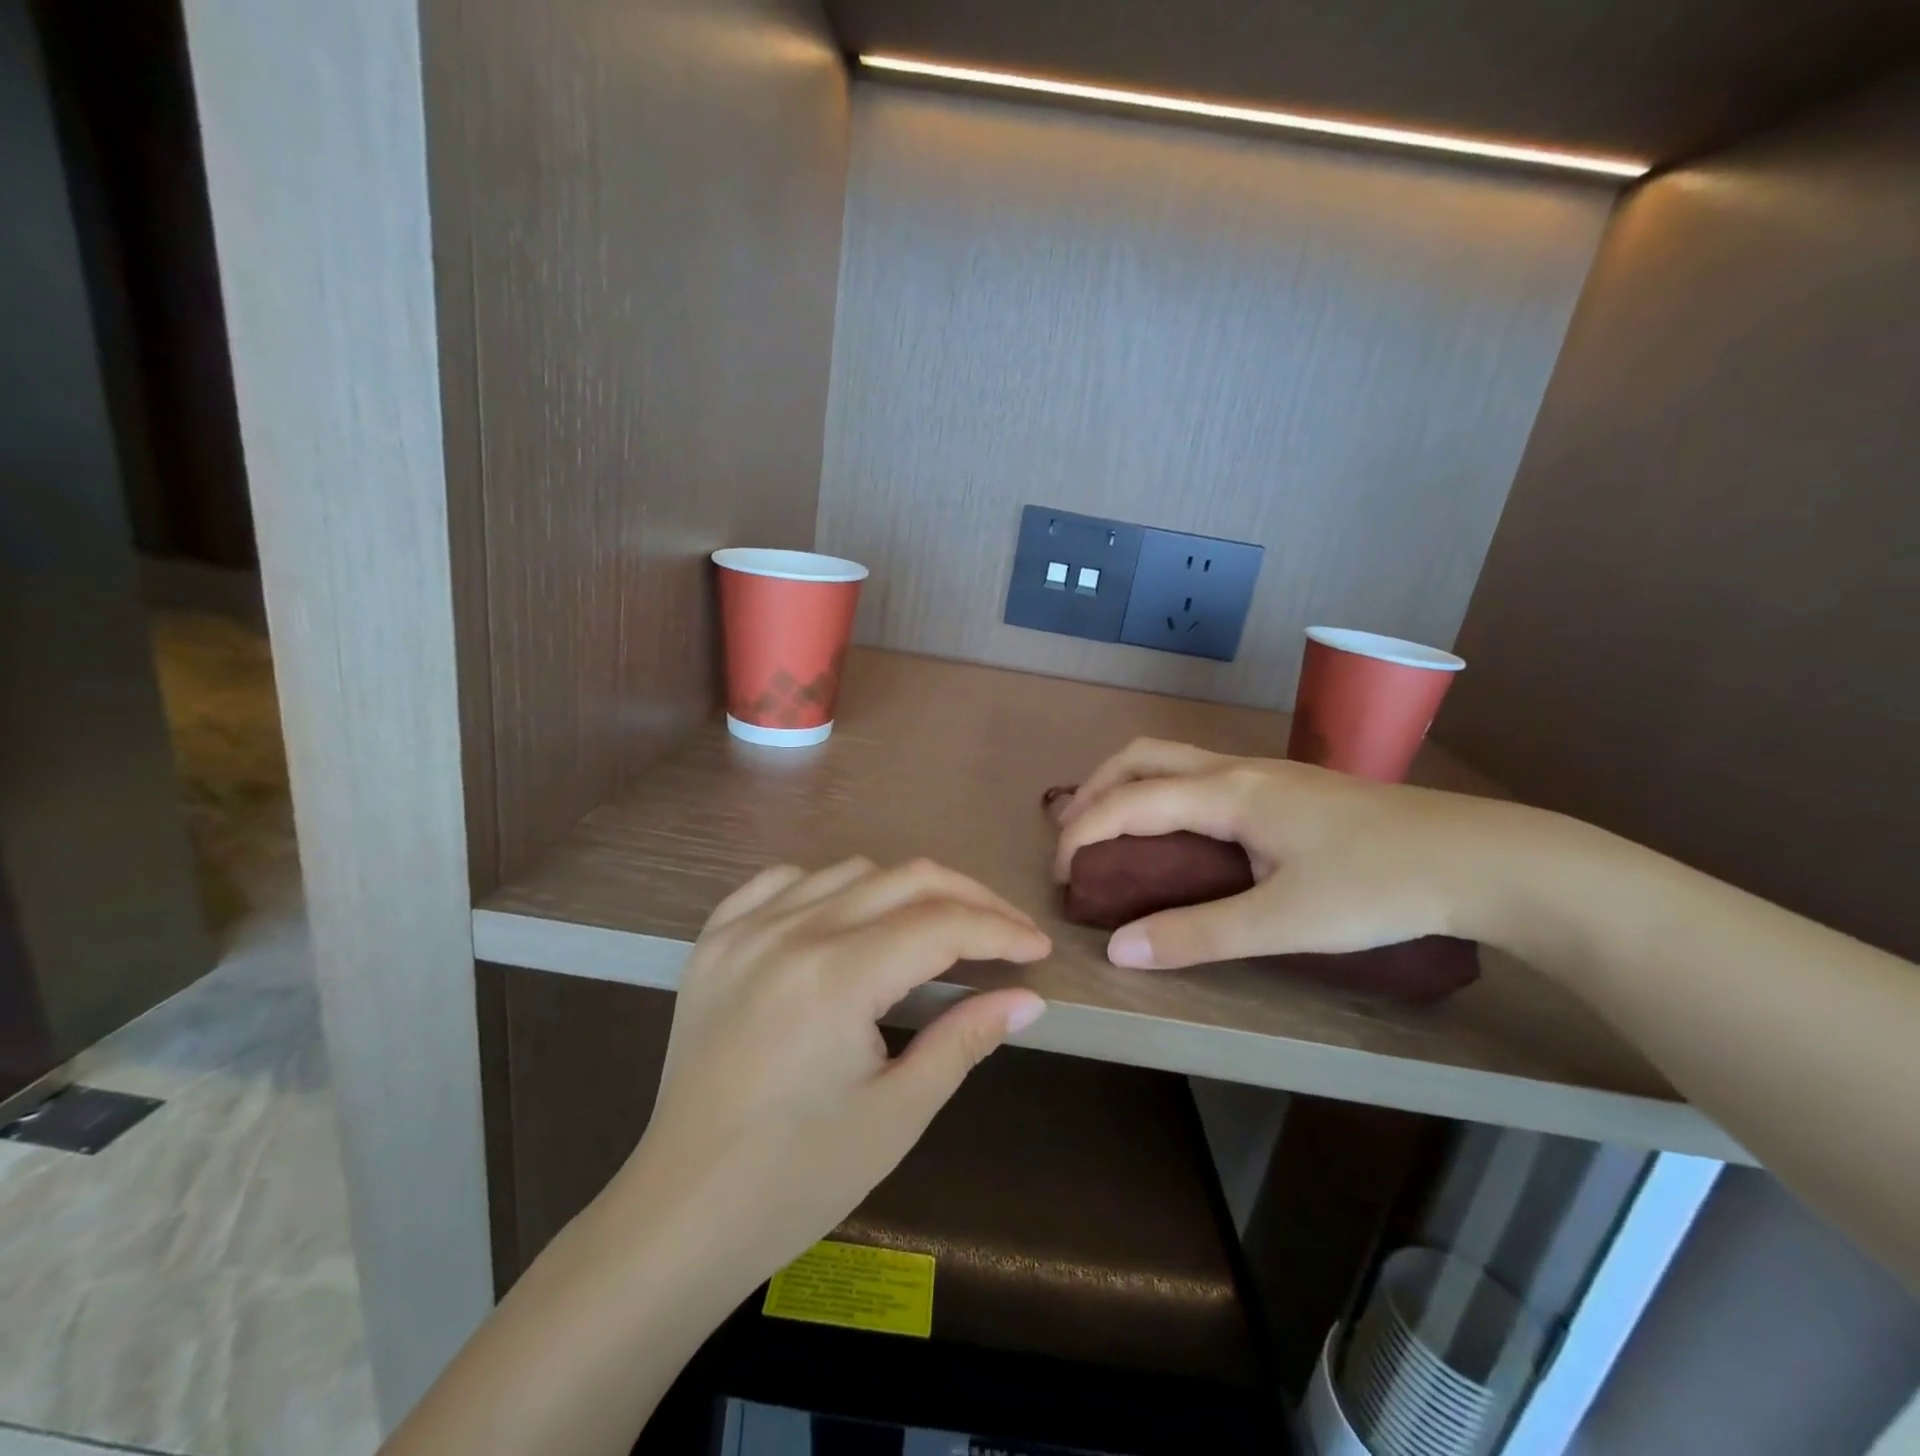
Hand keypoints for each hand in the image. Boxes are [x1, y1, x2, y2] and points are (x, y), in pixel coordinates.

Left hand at [608, 857, 1050, 1300]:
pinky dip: (828, 886)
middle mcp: (790, 932)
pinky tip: (846, 917)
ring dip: (904, 890)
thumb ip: (965, 1040)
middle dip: (968, 899)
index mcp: (836, 977)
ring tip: (935, 929)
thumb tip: (1026, 998)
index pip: (941, 925)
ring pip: (849, 871)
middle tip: (1006, 931)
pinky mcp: (714, 940)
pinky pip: (781, 881)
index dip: (999, 930)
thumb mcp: (898, 1114)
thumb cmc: (798, 1178)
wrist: (682, 1212)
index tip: (1037, 947)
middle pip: (904, 880)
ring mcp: (744, 929)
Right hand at [1053, 738, 1503, 969]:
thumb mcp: (1284, 922)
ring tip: (1110, 829)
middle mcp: (1236, 769)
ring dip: (1128, 785)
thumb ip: (1197, 935)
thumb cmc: (1380, 887)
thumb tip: (1118, 949)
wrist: (1482, 858)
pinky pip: (1200, 774)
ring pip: (1172, 759)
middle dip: (1094, 790)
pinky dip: (1162, 792)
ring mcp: (1265, 772)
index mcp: (1228, 793)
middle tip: (1071, 837)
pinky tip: (1178, 831)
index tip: (1059, 875)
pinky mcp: (1287, 787)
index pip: (1129, 802)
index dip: (1083, 833)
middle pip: (1141, 757)